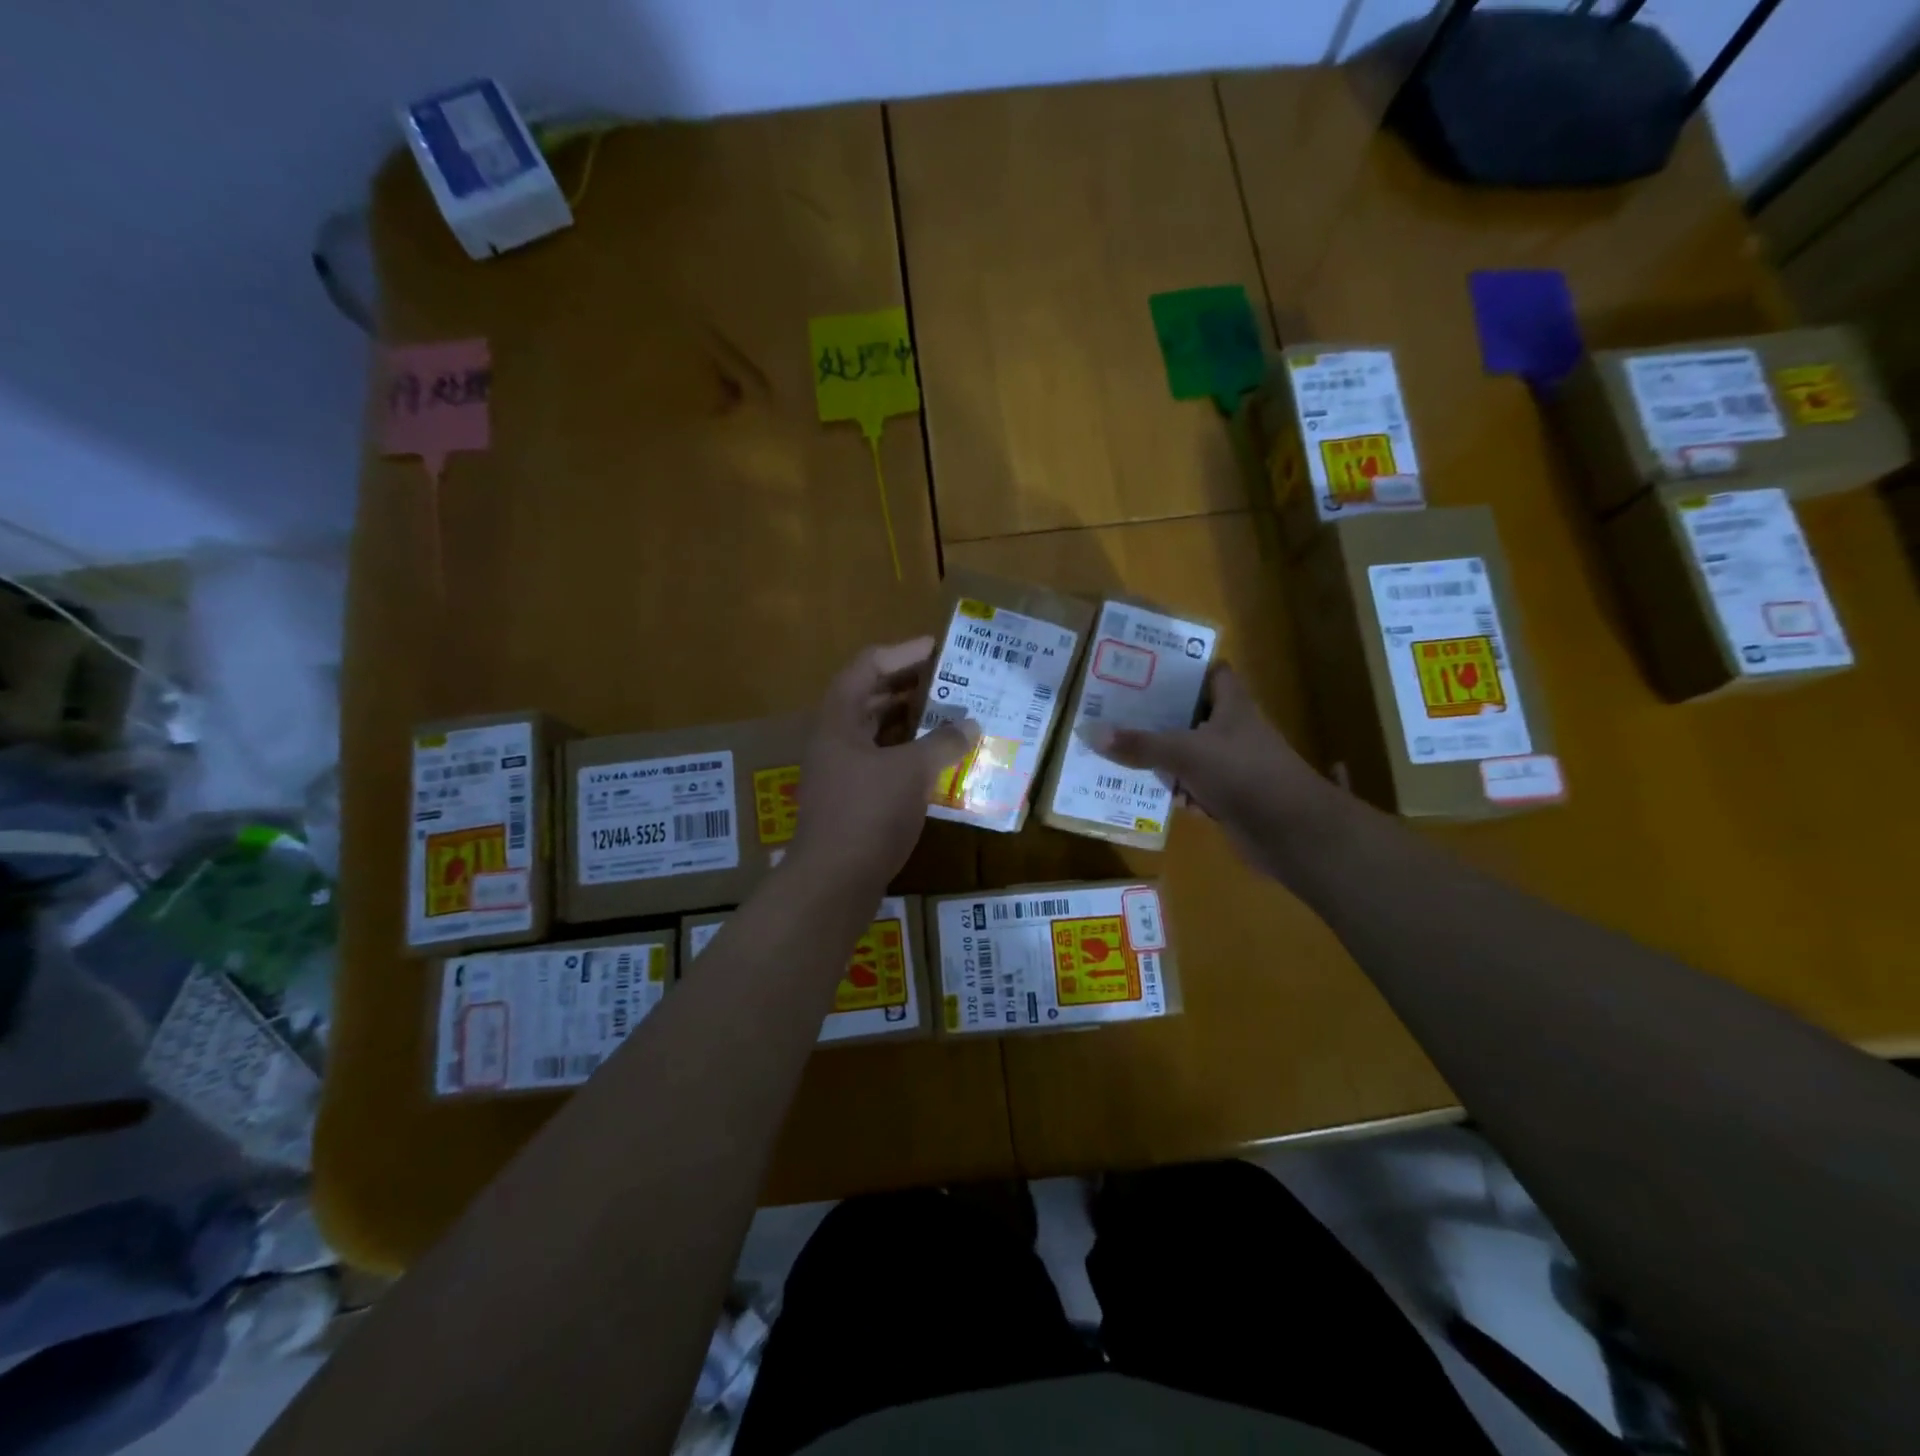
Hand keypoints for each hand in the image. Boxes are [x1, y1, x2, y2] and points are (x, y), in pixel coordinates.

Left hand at [788, 638, 978, 891]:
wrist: (833, 882)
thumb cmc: (868, 814)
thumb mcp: (912, 772)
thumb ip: (944, 743)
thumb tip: (972, 725)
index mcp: (839, 719)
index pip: (869, 666)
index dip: (903, 653)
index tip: (940, 649)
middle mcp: (835, 739)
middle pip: (872, 697)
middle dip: (912, 687)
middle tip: (953, 682)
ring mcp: (841, 770)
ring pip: (879, 732)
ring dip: (913, 722)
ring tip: (954, 716)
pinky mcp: (852, 798)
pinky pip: (883, 762)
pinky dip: (910, 756)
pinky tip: (941, 762)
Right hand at [1091, 665, 1339, 881]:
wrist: (1290, 832)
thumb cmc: (1243, 774)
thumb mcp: (1185, 753)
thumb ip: (1140, 744)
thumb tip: (1089, 731)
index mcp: (1233, 706)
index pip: (1212, 672)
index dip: (1185, 668)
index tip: (1147, 670)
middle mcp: (1235, 730)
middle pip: (1193, 715)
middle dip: (1160, 716)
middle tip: (1118, 712)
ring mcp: (1234, 766)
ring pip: (1191, 754)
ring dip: (1163, 757)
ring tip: (1120, 751)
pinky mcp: (1230, 797)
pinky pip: (1195, 787)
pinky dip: (1176, 791)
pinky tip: (1147, 793)